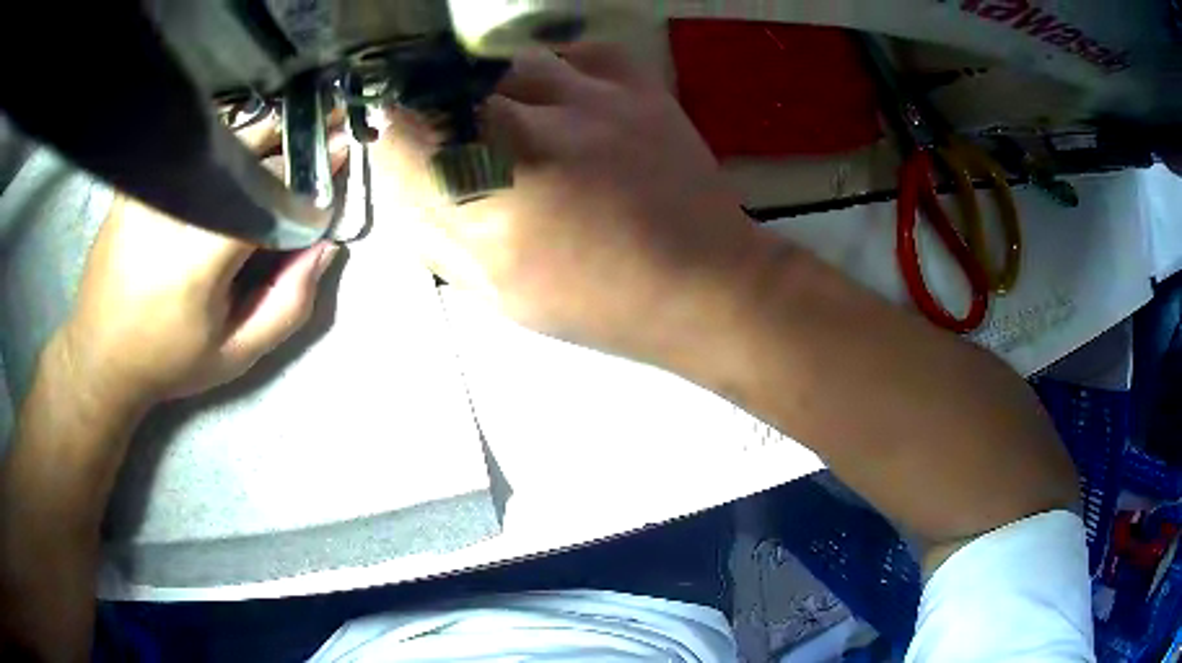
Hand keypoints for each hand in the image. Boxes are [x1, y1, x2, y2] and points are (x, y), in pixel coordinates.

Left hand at [59, 114, 342, 410]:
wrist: (99, 355)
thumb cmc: (168, 361)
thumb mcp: (235, 354)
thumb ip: (289, 304)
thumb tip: (325, 246)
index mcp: (202, 254)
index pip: (272, 191)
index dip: (312, 173)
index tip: (340, 158)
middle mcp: (175, 207)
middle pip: (248, 149)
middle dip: (292, 138)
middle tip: (322, 125)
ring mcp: (151, 186)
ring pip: (219, 138)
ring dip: (259, 134)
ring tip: (284, 133)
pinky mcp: (136, 182)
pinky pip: (187, 147)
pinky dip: (219, 141)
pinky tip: (235, 149)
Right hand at [373, 45, 769, 365]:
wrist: (704, 281)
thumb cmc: (599, 303)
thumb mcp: (497, 291)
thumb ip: (434, 232)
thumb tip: (402, 177)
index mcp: (493, 199)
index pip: (402, 129)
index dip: (393, 133)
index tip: (404, 143)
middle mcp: (536, 131)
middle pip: (450, 84)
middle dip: (442, 110)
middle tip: (462, 138)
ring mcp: (592, 96)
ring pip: (506, 61)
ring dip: (496, 89)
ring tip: (516, 122)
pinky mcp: (635, 82)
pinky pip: (569, 51)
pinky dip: (552, 73)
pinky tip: (563, 105)